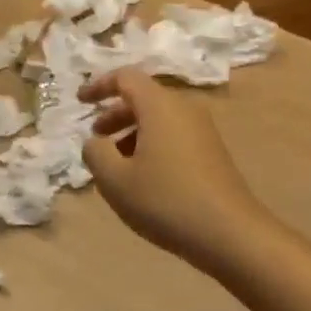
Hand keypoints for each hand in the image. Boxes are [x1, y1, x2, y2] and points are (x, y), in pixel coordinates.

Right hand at [78, 67, 273, 273]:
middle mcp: (184, 108)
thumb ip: (96, 153)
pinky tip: (144, 178)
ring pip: (159, 119)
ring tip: (116, 164)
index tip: (80, 102)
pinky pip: (174, 135)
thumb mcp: (115, 180)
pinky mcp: (212, 152)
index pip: (126, 77)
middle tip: (96, 138)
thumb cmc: (166, 200)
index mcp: (160, 105)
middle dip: (115, 114)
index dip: (99, 86)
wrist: (230, 233)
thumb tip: (95, 142)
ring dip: (132, 133)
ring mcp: (202, 130)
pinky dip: (152, 144)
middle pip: (144, 98)